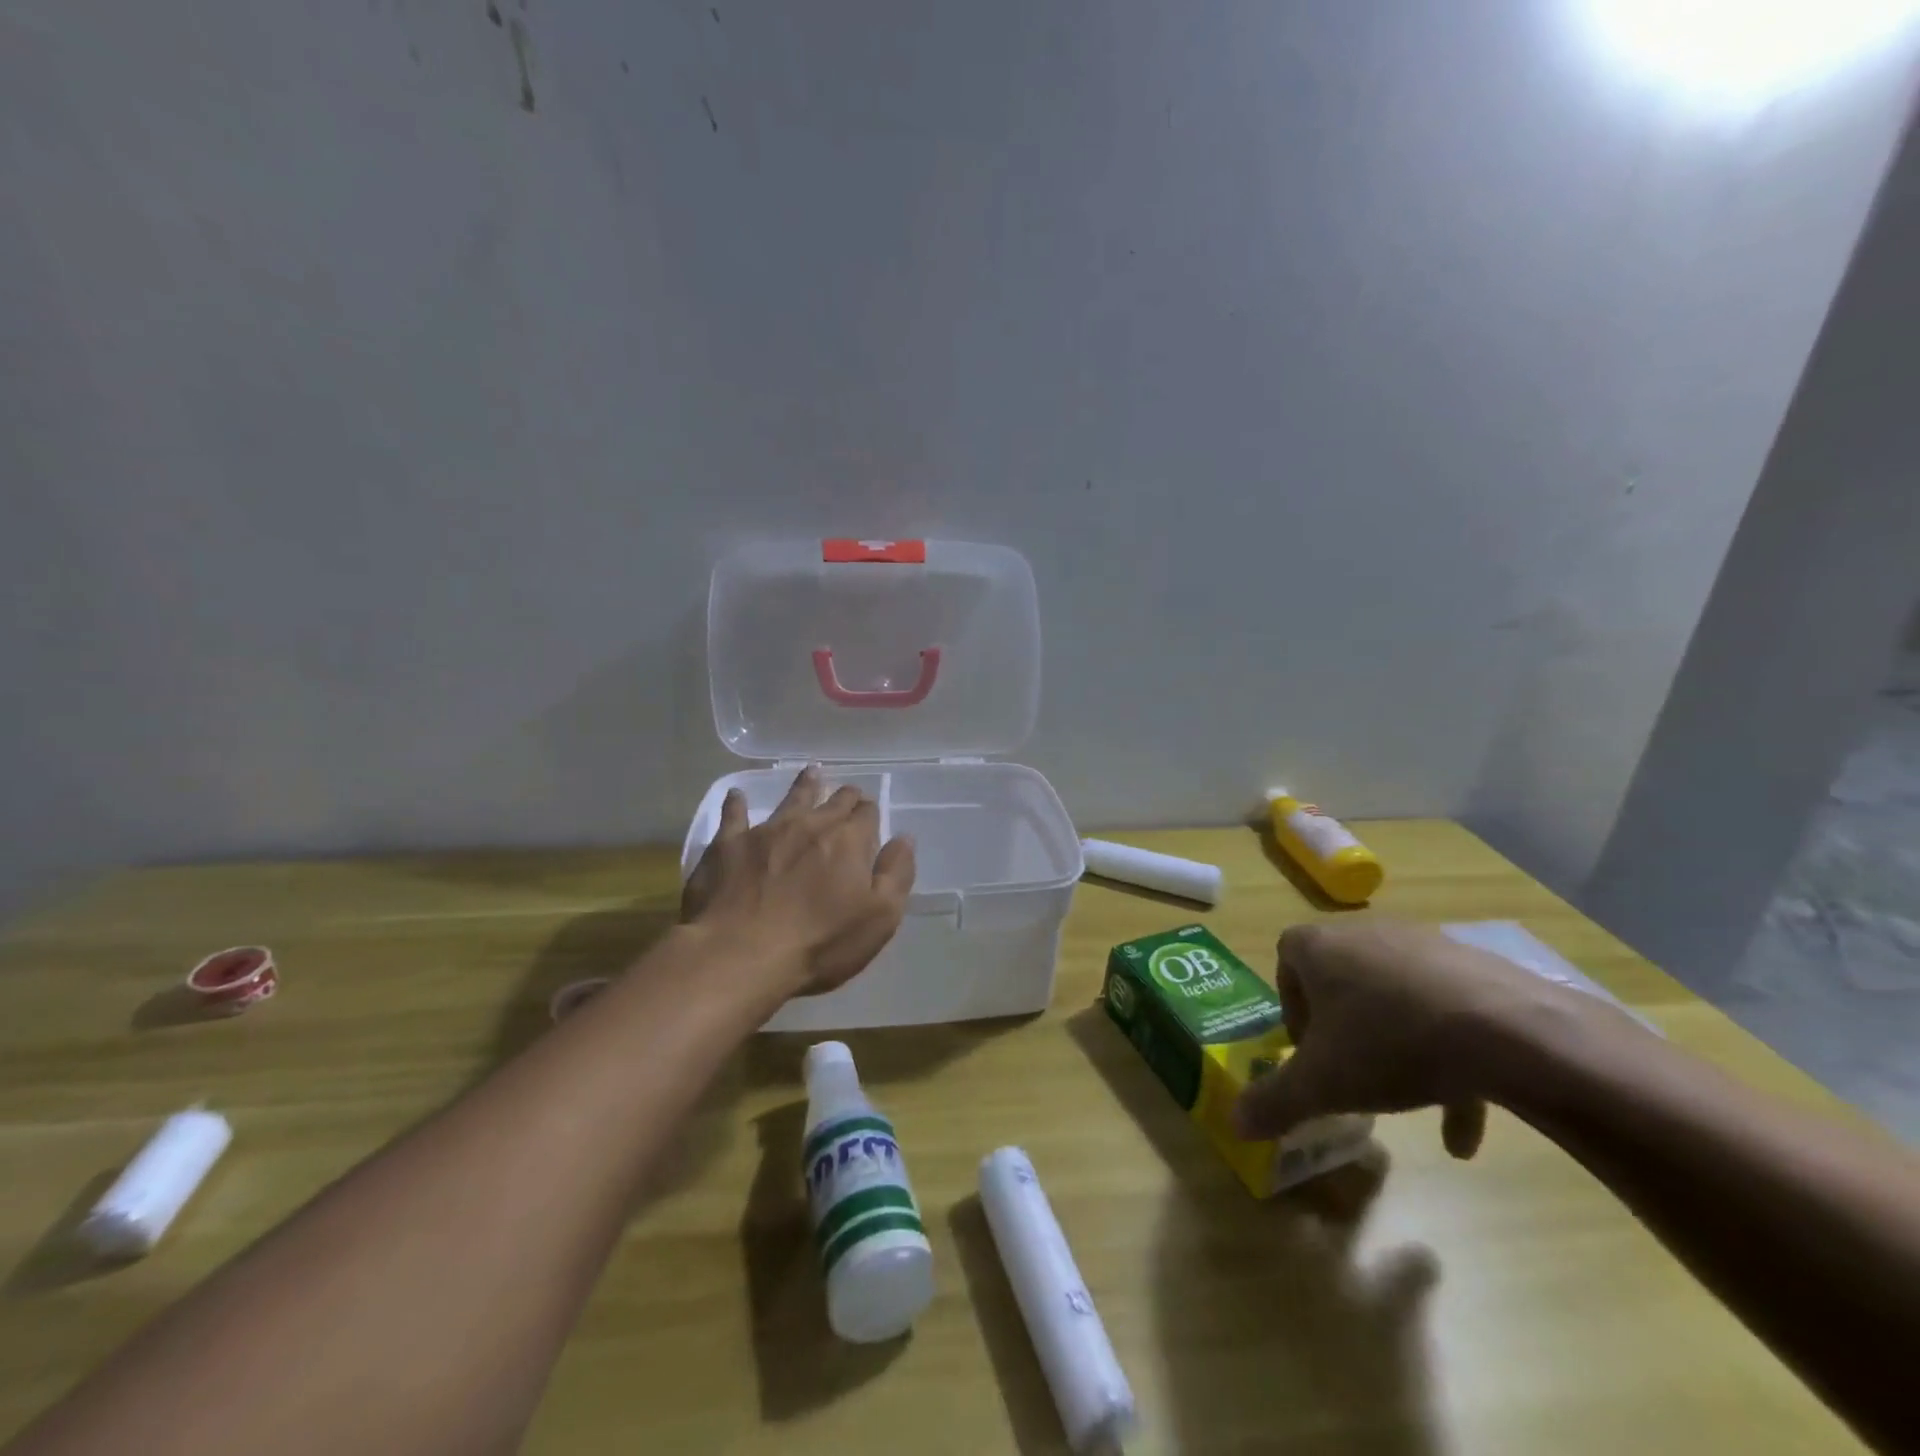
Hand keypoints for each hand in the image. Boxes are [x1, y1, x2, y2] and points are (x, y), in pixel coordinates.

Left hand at [680, 766, 916, 998]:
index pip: (866, 814)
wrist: (740, 955)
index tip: (870, 814)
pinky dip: (736, 803)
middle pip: (833, 802)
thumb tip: (904, 838)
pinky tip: (736, 794)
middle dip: (844, 796)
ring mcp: (766, 831)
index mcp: (848, 841)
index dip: (870, 812)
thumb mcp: (879, 917)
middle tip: (848, 793)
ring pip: (790, 799)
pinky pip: (733, 815)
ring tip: (811, 773)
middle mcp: (810, 825)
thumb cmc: (819, 943)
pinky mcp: (728, 845)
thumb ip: (896, 874)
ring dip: (804, 786)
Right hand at [1232, 920, 1625, 1157]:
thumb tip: (1235, 1123)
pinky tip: (1463, 1130)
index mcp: (1319, 947)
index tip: (1306, 1048)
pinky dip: (1449, 1060)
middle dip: (1343, 1027)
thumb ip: (1275, 1101)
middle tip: (1351, 1070)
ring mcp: (1425, 946)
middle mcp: (1366, 934)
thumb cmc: (1390, 1044)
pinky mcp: (1476, 969)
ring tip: (1410, 1103)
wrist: (1511, 1033)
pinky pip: (1447, 1011)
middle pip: (1342, 978)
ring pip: (1396, 998)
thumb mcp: (1322, 1084)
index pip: (1287, 958)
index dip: (1290, 1004)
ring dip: (1396, 1047)